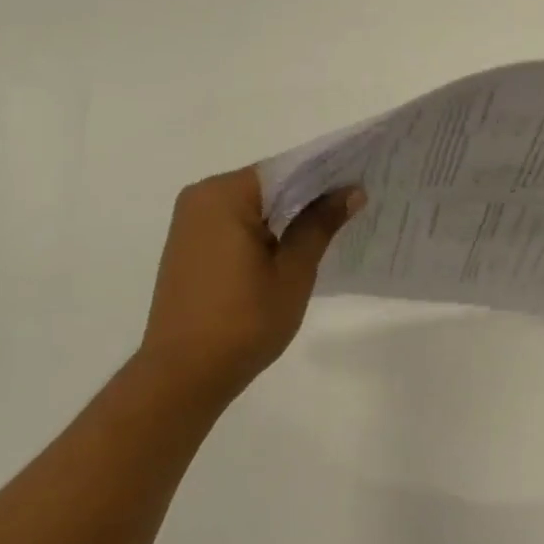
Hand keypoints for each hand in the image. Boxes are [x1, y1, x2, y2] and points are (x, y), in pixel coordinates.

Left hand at [137, 168, 363, 403]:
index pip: (285, 170)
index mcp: (224, 195)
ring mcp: (189, 223)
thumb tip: (351, 191)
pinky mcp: (187, 247)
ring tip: (328, 229)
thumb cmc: (244, 321)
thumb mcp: (292, 272)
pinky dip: (262, 231)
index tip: (359, 185)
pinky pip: (233, 225)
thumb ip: (319, 225)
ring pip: (250, 206)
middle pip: (266, 185)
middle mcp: (200, 197)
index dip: (325, 176)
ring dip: (284, 216)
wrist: (184, 373)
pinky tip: (289, 250)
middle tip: (351, 207)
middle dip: (306, 196)